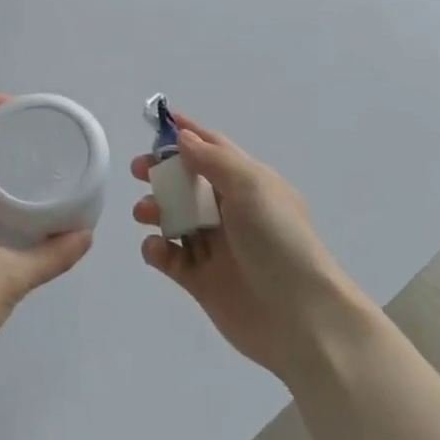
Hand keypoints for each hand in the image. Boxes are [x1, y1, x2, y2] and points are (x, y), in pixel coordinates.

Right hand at [132, 115, 360, 379]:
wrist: (299, 317)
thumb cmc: (278, 241)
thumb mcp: (251, 187)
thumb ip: (213, 160)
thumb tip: (183, 137)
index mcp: (251, 183)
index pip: (215, 149)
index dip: (188, 134)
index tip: (157, 121)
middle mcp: (233, 212)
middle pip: (190, 183)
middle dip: (163, 173)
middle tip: (139, 171)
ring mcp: (216, 247)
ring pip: (176, 219)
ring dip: (156, 209)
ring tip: (143, 212)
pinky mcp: (201, 281)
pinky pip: (171, 258)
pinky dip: (158, 249)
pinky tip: (156, 249)